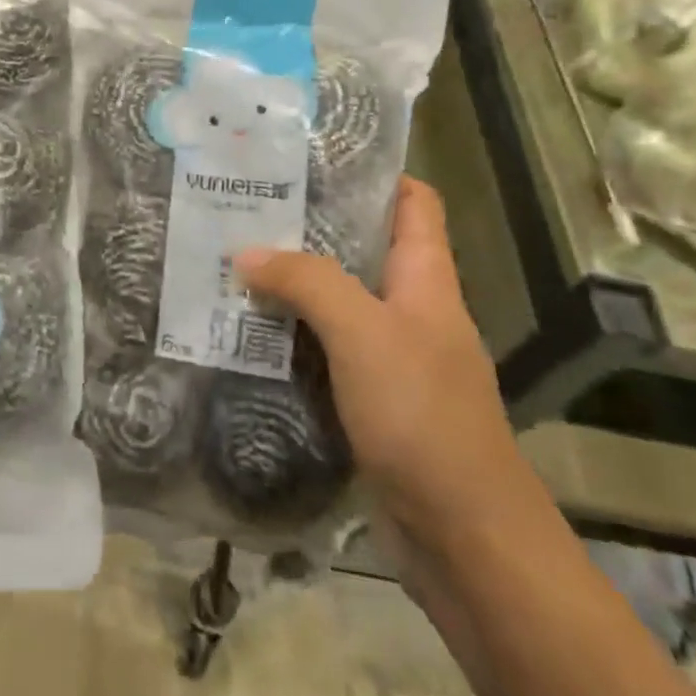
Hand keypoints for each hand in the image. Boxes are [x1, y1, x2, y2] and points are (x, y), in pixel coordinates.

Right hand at [234, 177, 521, 549]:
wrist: (463, 537)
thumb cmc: (423, 416)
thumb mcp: (364, 333)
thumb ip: (306, 283)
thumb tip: (245, 253)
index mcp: (426, 279)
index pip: (413, 202)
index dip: (374, 173)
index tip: (312, 158)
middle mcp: (410, 309)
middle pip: (363, 248)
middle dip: (309, 227)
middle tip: (246, 209)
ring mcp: (390, 356)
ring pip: (337, 301)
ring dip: (291, 284)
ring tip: (231, 262)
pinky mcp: (369, 398)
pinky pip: (324, 350)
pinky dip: (290, 335)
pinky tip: (245, 332)